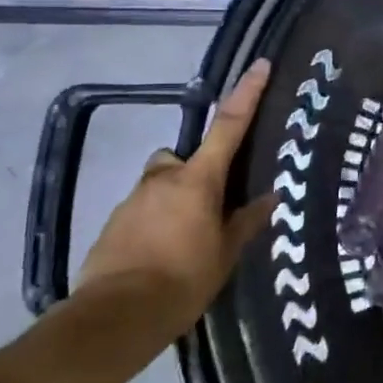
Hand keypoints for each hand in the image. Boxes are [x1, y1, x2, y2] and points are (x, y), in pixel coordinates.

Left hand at [75, 58, 273, 336]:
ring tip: (185, 241)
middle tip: (210, 205)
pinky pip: (141, 211)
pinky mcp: (112, 224)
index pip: (229, 126)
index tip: (260, 65)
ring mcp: (132, 200)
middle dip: (195, 172)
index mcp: (198, 179)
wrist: (116, 316)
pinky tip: (161, 256)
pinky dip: (154, 223)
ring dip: (173, 200)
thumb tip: (271, 196)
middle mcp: (163, 179)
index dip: (247, 93)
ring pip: (159, 185)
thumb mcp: (227, 253)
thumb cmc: (184, 279)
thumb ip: (248, 220)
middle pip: (181, 158)